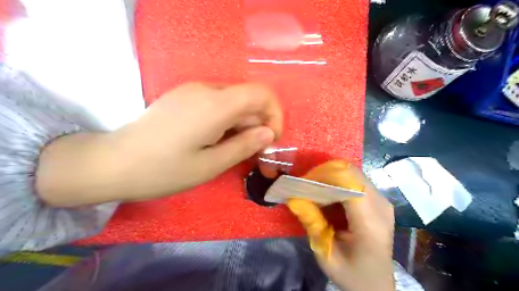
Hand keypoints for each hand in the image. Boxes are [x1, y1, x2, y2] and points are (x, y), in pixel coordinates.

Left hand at [36, 83, 282, 206]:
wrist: (112, 162)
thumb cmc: (163, 170)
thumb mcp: (210, 165)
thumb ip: (244, 146)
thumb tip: (269, 133)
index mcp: (215, 104)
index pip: (262, 93)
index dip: (274, 114)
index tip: (270, 140)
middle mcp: (206, 89)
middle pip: (248, 99)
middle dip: (259, 125)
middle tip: (255, 155)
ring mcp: (192, 91)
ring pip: (234, 102)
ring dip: (243, 125)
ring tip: (234, 151)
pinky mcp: (184, 97)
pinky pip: (218, 104)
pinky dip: (227, 121)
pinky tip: (216, 141)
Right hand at [288, 161, 393, 290]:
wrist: (376, 284)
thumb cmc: (352, 273)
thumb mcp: (326, 254)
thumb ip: (312, 223)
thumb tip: (294, 197)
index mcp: (370, 222)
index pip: (349, 183)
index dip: (325, 176)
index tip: (304, 182)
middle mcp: (381, 206)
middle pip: (352, 174)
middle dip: (326, 174)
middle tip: (307, 184)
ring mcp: (383, 201)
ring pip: (354, 174)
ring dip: (332, 177)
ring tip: (315, 188)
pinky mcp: (379, 201)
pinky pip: (357, 182)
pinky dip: (339, 183)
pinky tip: (328, 194)